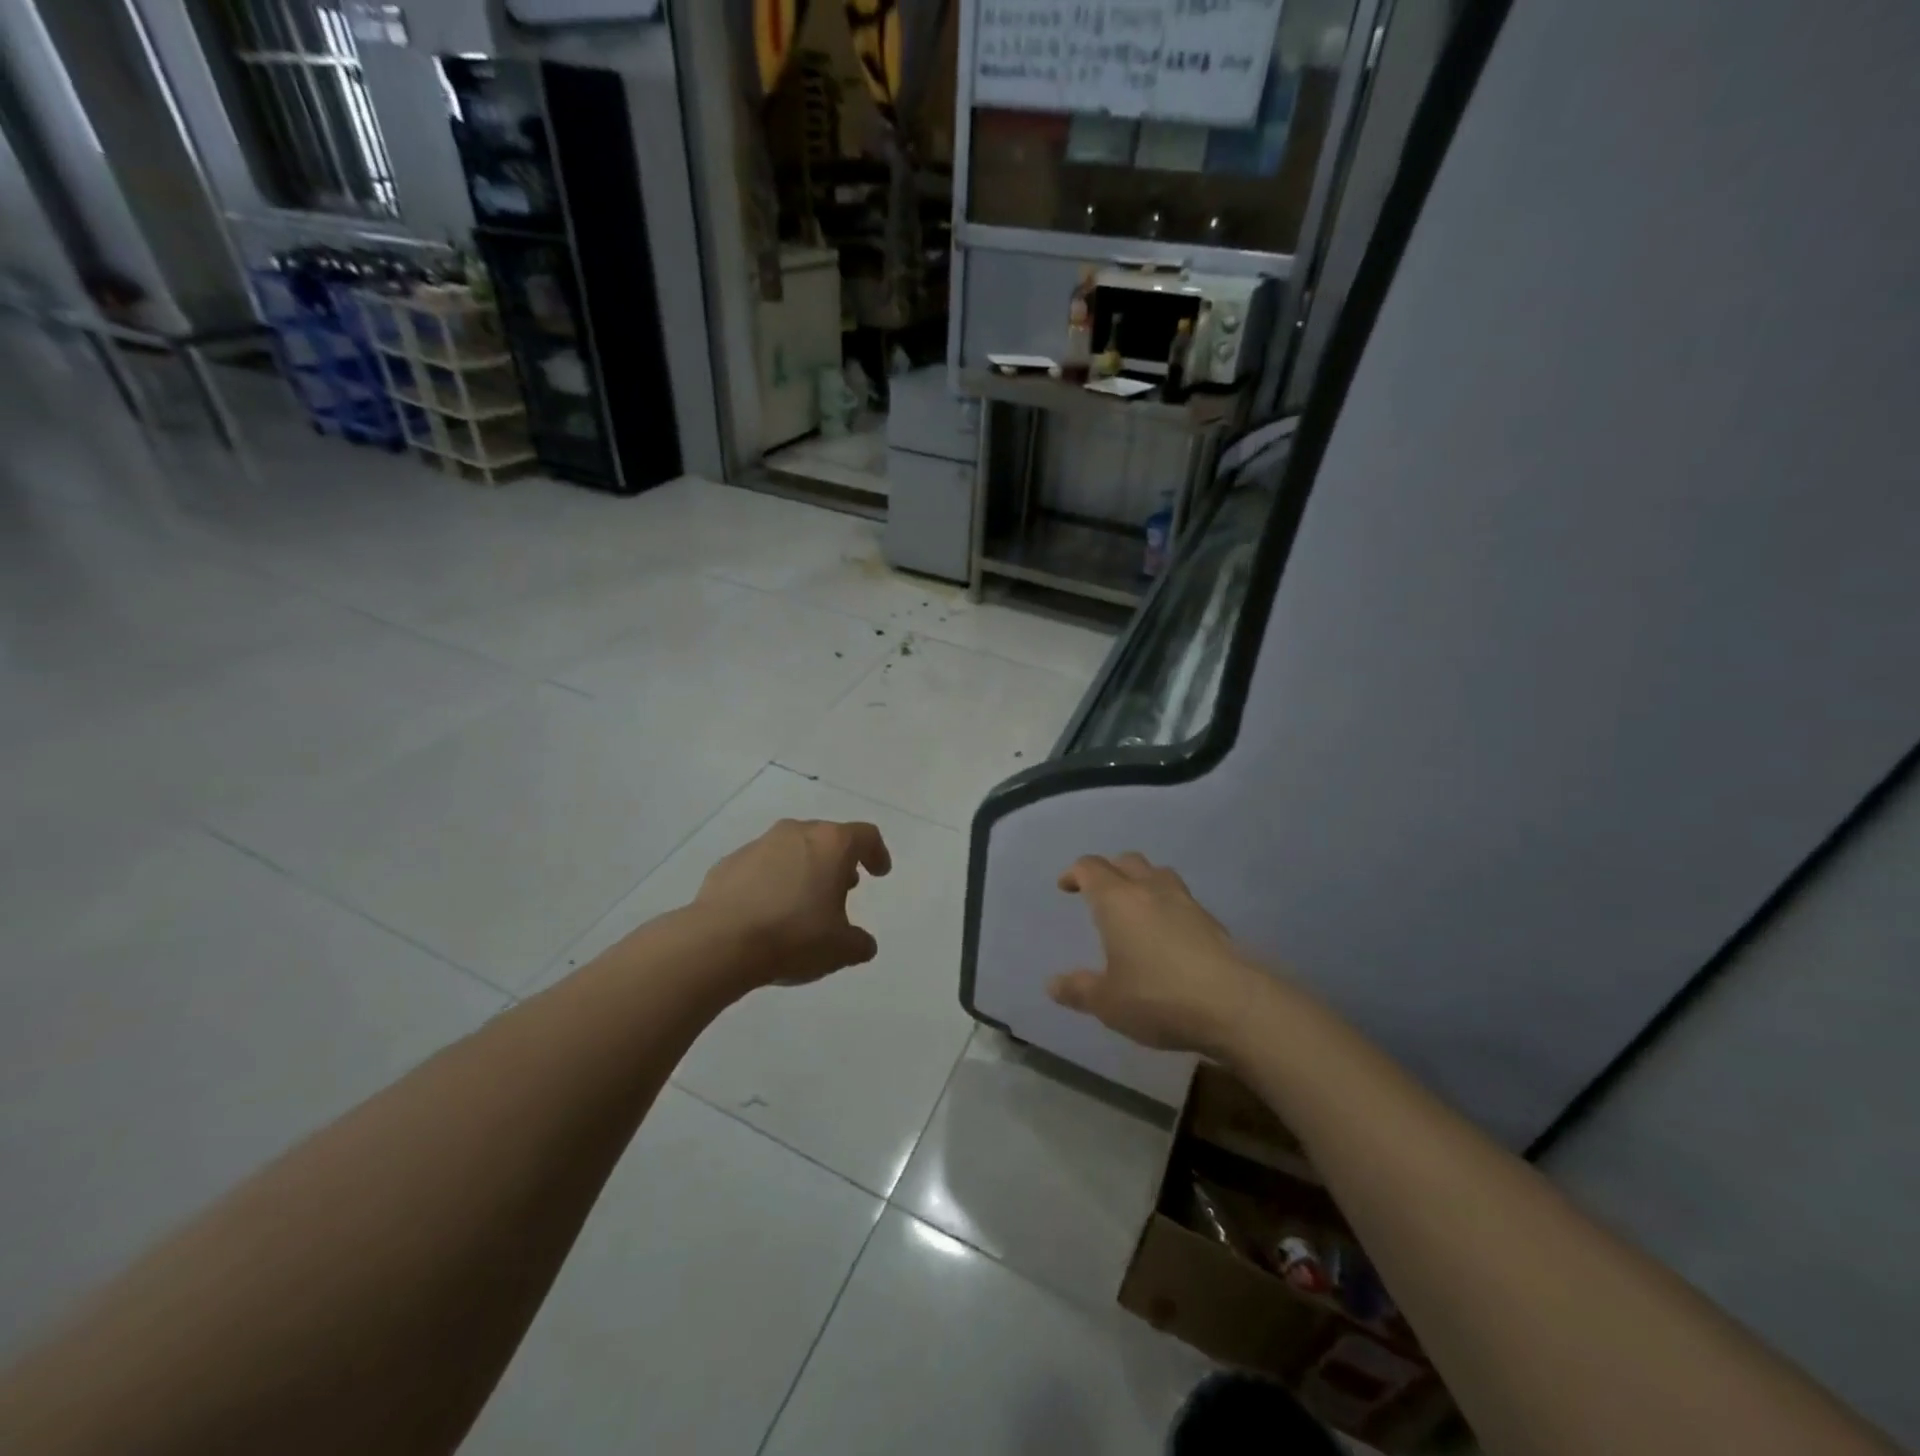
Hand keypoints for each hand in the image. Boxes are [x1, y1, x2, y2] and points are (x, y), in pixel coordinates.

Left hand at [694, 818, 891, 987]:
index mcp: (831, 844)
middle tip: (844, 886)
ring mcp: (760, 844)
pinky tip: (768, 909)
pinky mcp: (730, 862)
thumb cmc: (793, 936)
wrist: (719, 942)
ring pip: (792, 848)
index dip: (877, 853)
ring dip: (804, 868)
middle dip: (839, 860)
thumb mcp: (840, 949)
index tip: (879, 872)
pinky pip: (761, 865)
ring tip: (805, 900)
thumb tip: (862, 944)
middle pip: (827, 837)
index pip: (865, 836)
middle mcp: (797, 833)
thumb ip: (859, 943)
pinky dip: (772, 880)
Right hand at [1048, 853, 1263, 1054]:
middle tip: (1098, 892)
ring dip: (1142, 880)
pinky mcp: (1212, 921)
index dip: (1074, 873)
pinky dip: (1167, 904)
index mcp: (1117, 900)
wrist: (1235, 1004)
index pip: (1090, 868)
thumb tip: (1053, 984)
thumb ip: (1079, 990)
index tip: (1065, 887)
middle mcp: (1150, 890)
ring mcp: (1185, 902)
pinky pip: (1181, 898)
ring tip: (1135, 906)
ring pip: (1158, 873)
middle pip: (1126, 861)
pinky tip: (1167, 933)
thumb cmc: (1159, 997)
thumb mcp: (1108, 1002)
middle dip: (1108, 871)